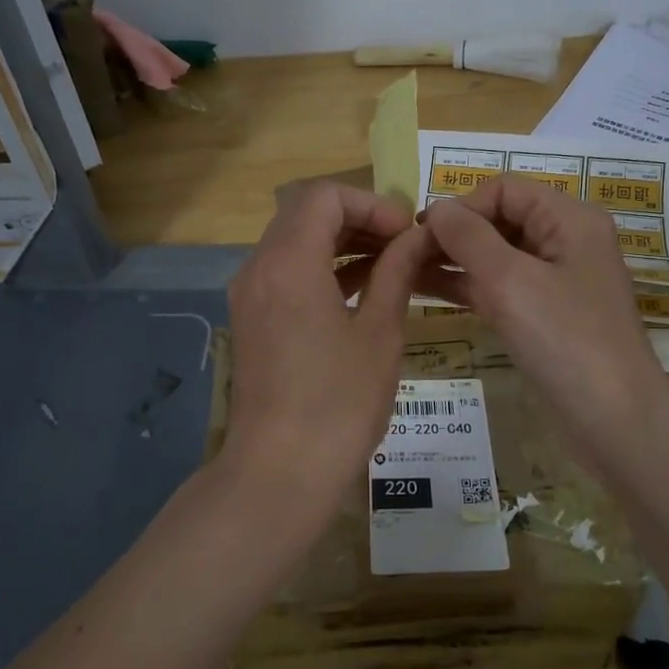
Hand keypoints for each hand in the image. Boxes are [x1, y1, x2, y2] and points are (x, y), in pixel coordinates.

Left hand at [220, 182, 430, 514]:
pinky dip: (322, 270)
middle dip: (358, 219)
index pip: (325, 197)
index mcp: (289, 263)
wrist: (280, 472)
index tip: (406, 234)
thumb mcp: (379, 333)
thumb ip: (397, 273)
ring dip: (341, 244)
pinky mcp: (252, 320)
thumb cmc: (339, 403)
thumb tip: (418, 237)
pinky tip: (362, 291)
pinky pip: (286, 274)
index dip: (372, 204)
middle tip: (403, 245)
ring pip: (295, 243)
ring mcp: (250, 295)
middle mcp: (259, 268)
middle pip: (305, 214)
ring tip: (391, 266)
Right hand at [419, 176, 668, 464]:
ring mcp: (556, 279)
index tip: (423, 234)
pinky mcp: (546, 313)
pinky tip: (428, 291)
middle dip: (455, 232)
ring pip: (497, 254)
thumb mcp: (509, 281)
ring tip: (406, 270)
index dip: (462, 205)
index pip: (504, 189)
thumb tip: (436, 207)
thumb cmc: (564, 339)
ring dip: (455, 259)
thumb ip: (468, 237)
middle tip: (407, 254)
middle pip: (500, 218)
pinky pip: (501, 286)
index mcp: (569, 219)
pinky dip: (467, 285)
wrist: (614, 419)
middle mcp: (566, 240)